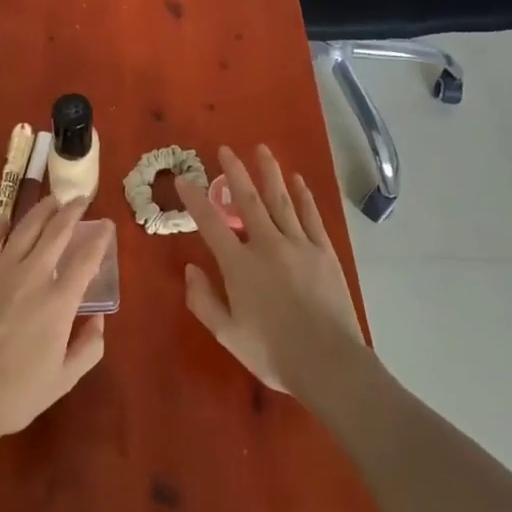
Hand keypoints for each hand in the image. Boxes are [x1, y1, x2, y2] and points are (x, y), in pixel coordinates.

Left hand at [0, 195, 108, 455]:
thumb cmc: (15, 394)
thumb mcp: (63, 380)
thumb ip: (88, 348)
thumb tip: (99, 320)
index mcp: (59, 302)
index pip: (86, 258)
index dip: (99, 238)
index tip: (106, 225)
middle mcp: (34, 276)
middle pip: (57, 232)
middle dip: (72, 212)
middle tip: (80, 200)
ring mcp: (0, 270)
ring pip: (26, 228)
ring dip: (42, 210)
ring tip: (52, 200)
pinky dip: (1, 225)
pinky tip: (7, 219)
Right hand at [176, 145, 368, 397]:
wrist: (328, 363)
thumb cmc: (272, 352)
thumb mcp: (227, 334)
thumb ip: (204, 300)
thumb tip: (191, 268)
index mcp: (239, 265)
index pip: (210, 224)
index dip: (194, 200)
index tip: (183, 179)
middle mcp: (266, 245)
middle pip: (248, 200)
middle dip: (235, 172)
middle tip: (226, 149)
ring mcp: (298, 244)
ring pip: (280, 200)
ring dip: (269, 172)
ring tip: (262, 149)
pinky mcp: (323, 251)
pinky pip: (310, 215)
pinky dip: (303, 195)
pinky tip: (297, 180)